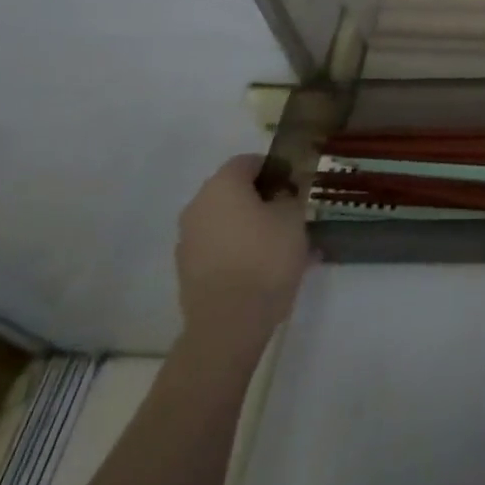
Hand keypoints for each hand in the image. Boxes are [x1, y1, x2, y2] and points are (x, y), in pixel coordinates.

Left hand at [175, 154, 310, 350]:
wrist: (229, 323)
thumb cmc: (266, 257)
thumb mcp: (293, 217)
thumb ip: (288, 196)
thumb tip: (280, 194)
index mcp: (222, 185)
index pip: (249, 161)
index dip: (275, 168)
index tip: (296, 185)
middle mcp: (198, 206)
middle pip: (234, 191)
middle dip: (262, 198)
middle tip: (291, 213)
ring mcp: (188, 240)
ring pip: (227, 221)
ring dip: (251, 225)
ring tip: (281, 244)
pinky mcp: (188, 270)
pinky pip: (219, 247)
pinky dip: (240, 249)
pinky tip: (264, 267)